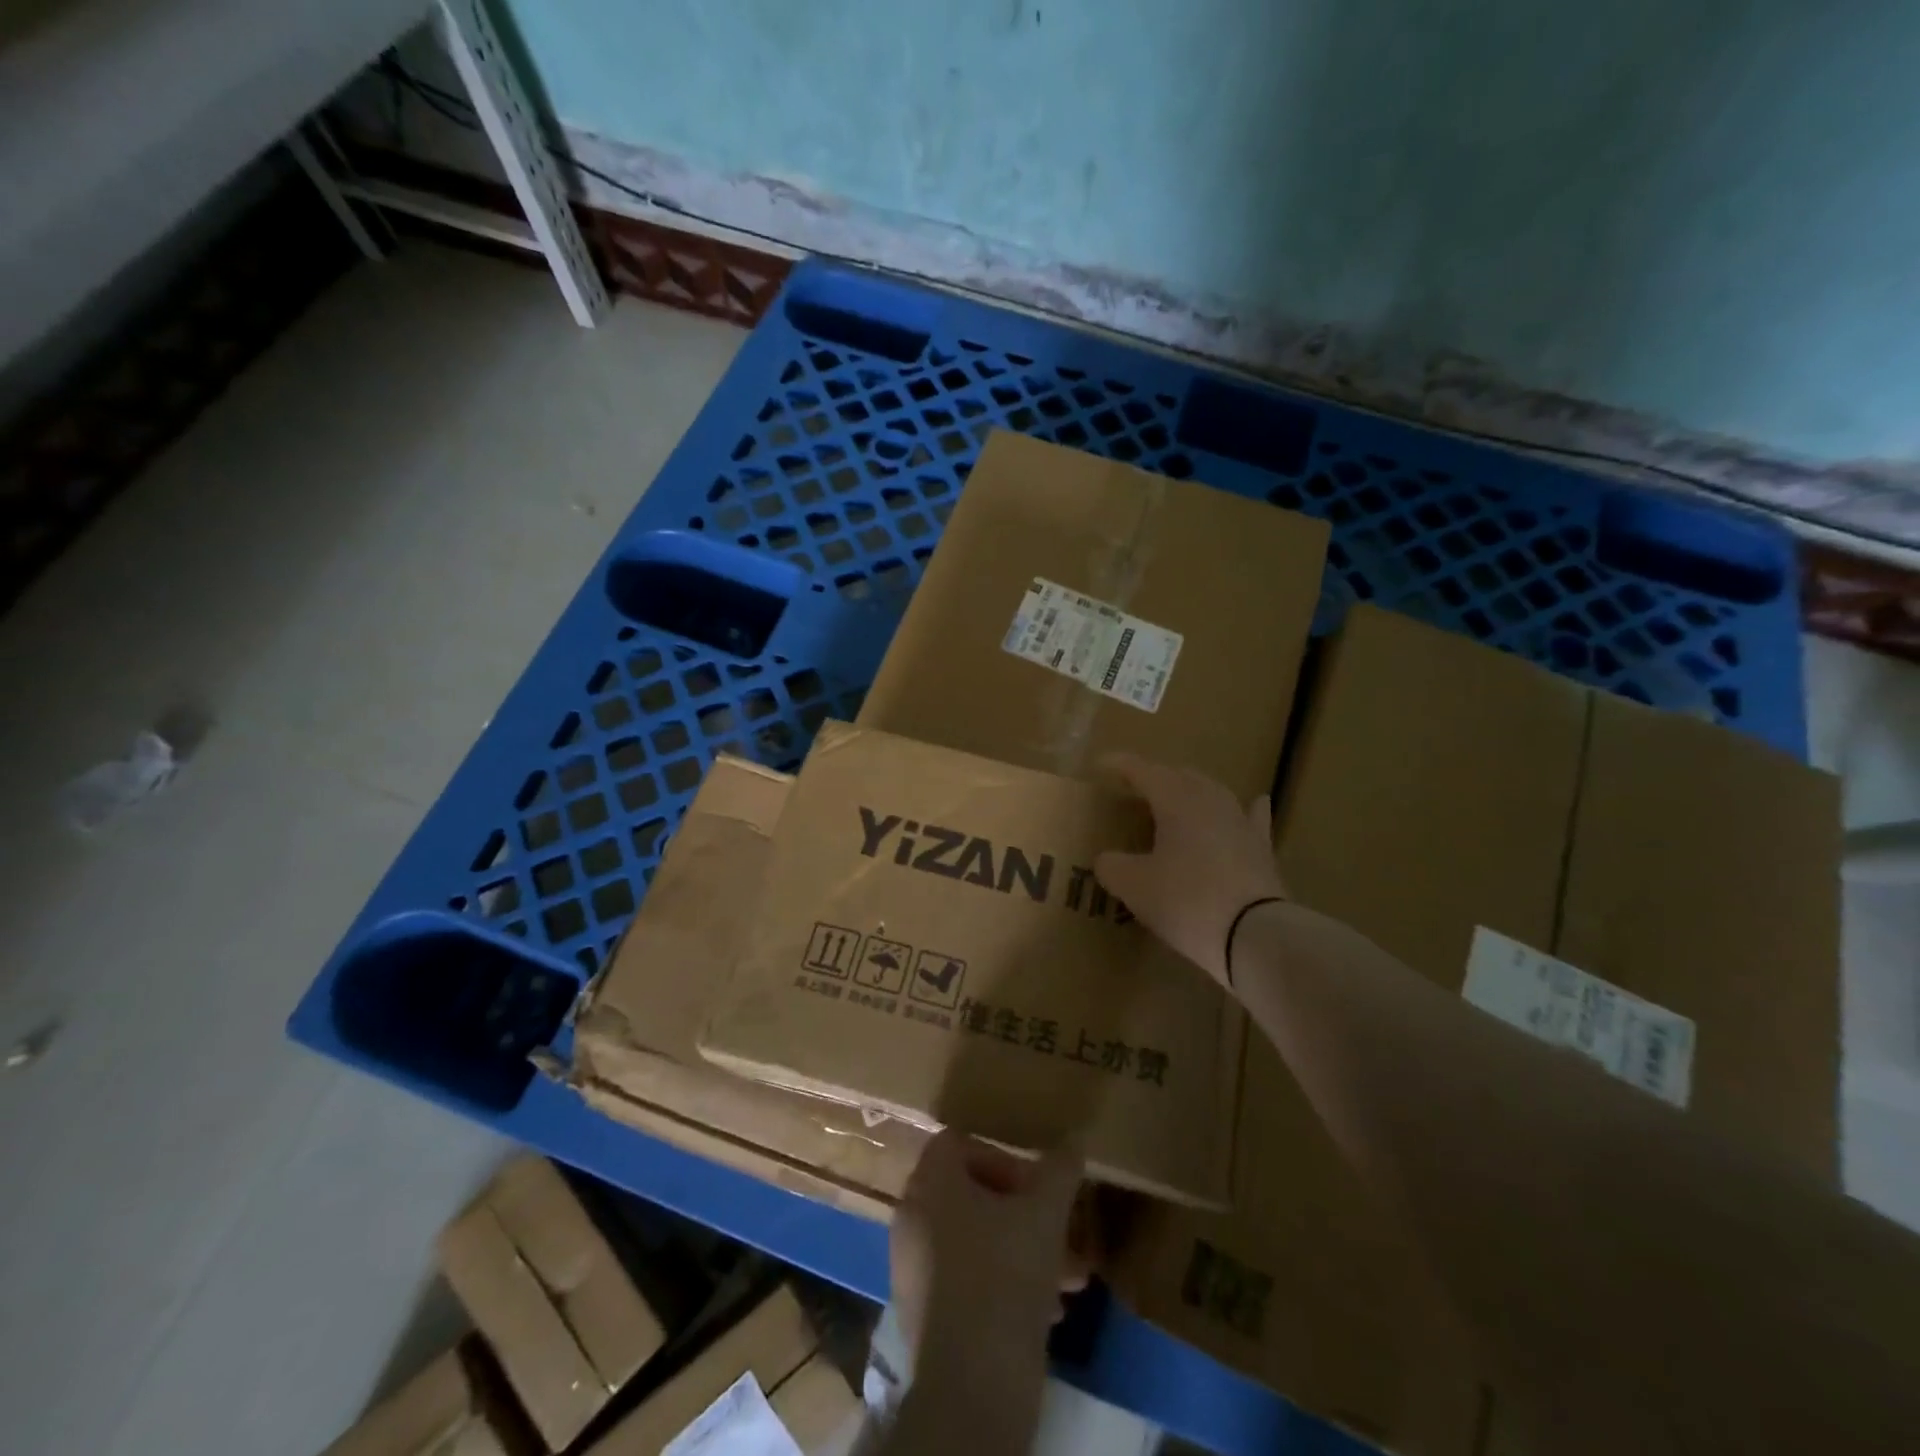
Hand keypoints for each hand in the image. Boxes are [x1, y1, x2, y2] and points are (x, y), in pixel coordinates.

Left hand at [890, 1129, 1083, 1365]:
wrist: (972, 1387)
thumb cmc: (1006, 1276)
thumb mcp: (1046, 1215)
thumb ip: (1059, 1171)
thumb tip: (1073, 1142)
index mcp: (931, 1182)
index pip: (960, 1144)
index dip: (1001, 1157)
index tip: (1035, 1186)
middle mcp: (912, 1215)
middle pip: (972, 1195)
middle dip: (1023, 1212)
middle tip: (1062, 1234)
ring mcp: (912, 1266)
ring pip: (975, 1240)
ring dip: (1021, 1250)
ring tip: (1068, 1280)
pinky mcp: (922, 1313)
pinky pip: (965, 1279)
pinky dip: (1001, 1283)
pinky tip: (1047, 1312)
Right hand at [1094, 752, 1285, 986]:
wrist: (1255, 935)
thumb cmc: (1186, 901)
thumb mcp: (1134, 886)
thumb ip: (1112, 866)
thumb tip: (1106, 859)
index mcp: (1175, 800)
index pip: (1143, 771)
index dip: (1120, 765)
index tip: (1100, 765)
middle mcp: (1210, 800)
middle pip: (1179, 776)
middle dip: (1155, 777)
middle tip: (1134, 789)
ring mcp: (1240, 822)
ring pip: (1213, 793)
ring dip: (1191, 791)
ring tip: (1176, 798)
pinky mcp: (1261, 848)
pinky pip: (1251, 818)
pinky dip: (1246, 809)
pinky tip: (1255, 802)